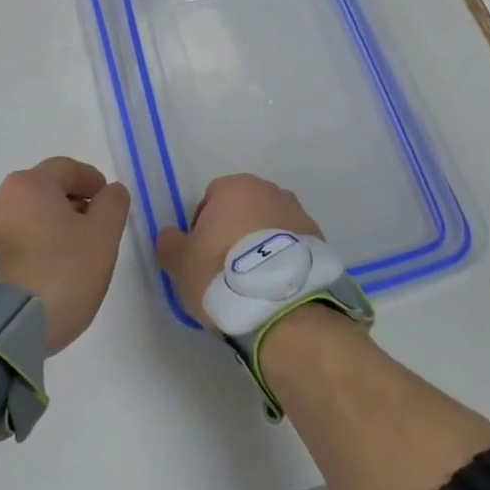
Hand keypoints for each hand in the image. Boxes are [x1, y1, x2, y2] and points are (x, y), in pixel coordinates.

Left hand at [0, 157, 129, 353]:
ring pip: (21, 220)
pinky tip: (38, 279)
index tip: (104, 198)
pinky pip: (6, 248)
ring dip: (44, 231)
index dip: (90, 179)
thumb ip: (112, 207)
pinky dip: (26, 253)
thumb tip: (110, 191)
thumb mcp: (101, 239)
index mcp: (31, 185)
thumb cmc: (55, 274)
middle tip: (89, 230)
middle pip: (41, 193)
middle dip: (67, 205)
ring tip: (64, 259)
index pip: (66, 168)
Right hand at [155, 173, 324, 330]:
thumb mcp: (180, 262)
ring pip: (268, 227)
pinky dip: (281, 260)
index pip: (210, 200)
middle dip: (233, 234)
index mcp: (234, 187)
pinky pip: (290, 246)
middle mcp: (269, 191)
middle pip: (242, 211)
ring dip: (260, 247)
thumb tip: (170, 237)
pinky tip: (274, 287)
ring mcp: (298, 213)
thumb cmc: (222, 272)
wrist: (282, 303)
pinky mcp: (319, 239)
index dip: (202, 229)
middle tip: (225, 271)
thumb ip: (170, 244)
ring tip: (253, 284)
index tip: (201, 257)